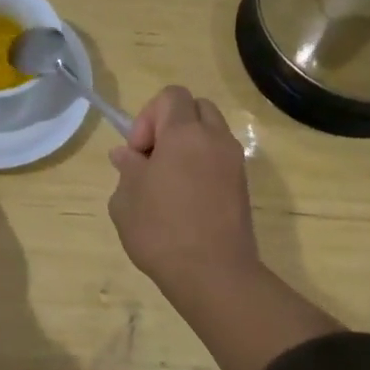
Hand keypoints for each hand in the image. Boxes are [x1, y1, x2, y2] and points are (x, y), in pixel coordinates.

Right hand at [108, 86, 261, 298]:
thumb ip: (127, 169)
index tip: (139, 152)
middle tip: (154, 160)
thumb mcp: (126, 200)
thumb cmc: (161, 231)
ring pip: (211, 133)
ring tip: (169, 182)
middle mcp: (215, 139)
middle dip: (171, 124)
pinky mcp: (243, 186)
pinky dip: (202, 166)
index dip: (148, 116)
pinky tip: (185, 200)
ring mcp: (234, 162)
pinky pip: (220, 159)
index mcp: (184, 134)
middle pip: (196, 109)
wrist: (213, 273)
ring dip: (189, 146)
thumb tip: (127, 155)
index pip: (171, 96)